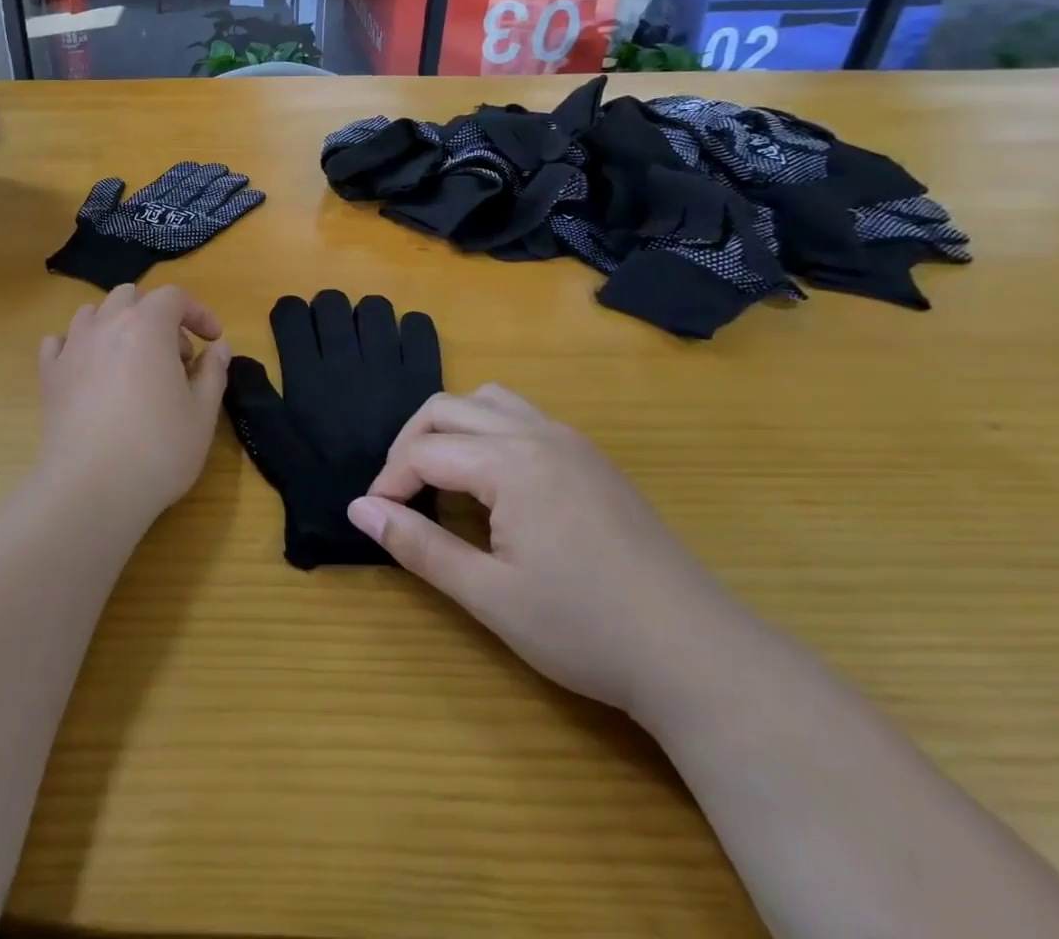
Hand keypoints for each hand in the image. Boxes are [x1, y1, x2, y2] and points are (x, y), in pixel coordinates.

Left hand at [38, 285, 230, 523]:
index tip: (212, 339)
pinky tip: (89, 370)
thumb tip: (218, 348)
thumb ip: (213, 372)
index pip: (174, 297)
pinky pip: (59, 343)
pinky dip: (77, 346)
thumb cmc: (157, 448)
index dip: (198, 312)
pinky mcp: (48, 375)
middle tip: (174, 356)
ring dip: (117, 325)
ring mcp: (72, 348)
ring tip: (132, 361)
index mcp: (147, 326)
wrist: (90, 488)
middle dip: (157, 316)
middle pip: (131, 297)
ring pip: (93, 314)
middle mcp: (106, 325)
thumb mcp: (202, 413)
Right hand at [346, 385, 747, 719]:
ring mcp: (571, 442)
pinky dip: (488, 432)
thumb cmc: (586, 629)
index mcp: (511, 462)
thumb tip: (359, 510)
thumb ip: (418, 546)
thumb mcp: (489, 595)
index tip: (374, 518)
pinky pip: (522, 417)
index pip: (425, 452)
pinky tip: (493, 483)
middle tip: (398, 494)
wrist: (699, 657)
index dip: (389, 482)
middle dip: (410, 443)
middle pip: (448, 408)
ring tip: (439, 475)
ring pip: (488, 400)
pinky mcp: (592, 459)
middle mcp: (538, 434)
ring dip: (451, 426)